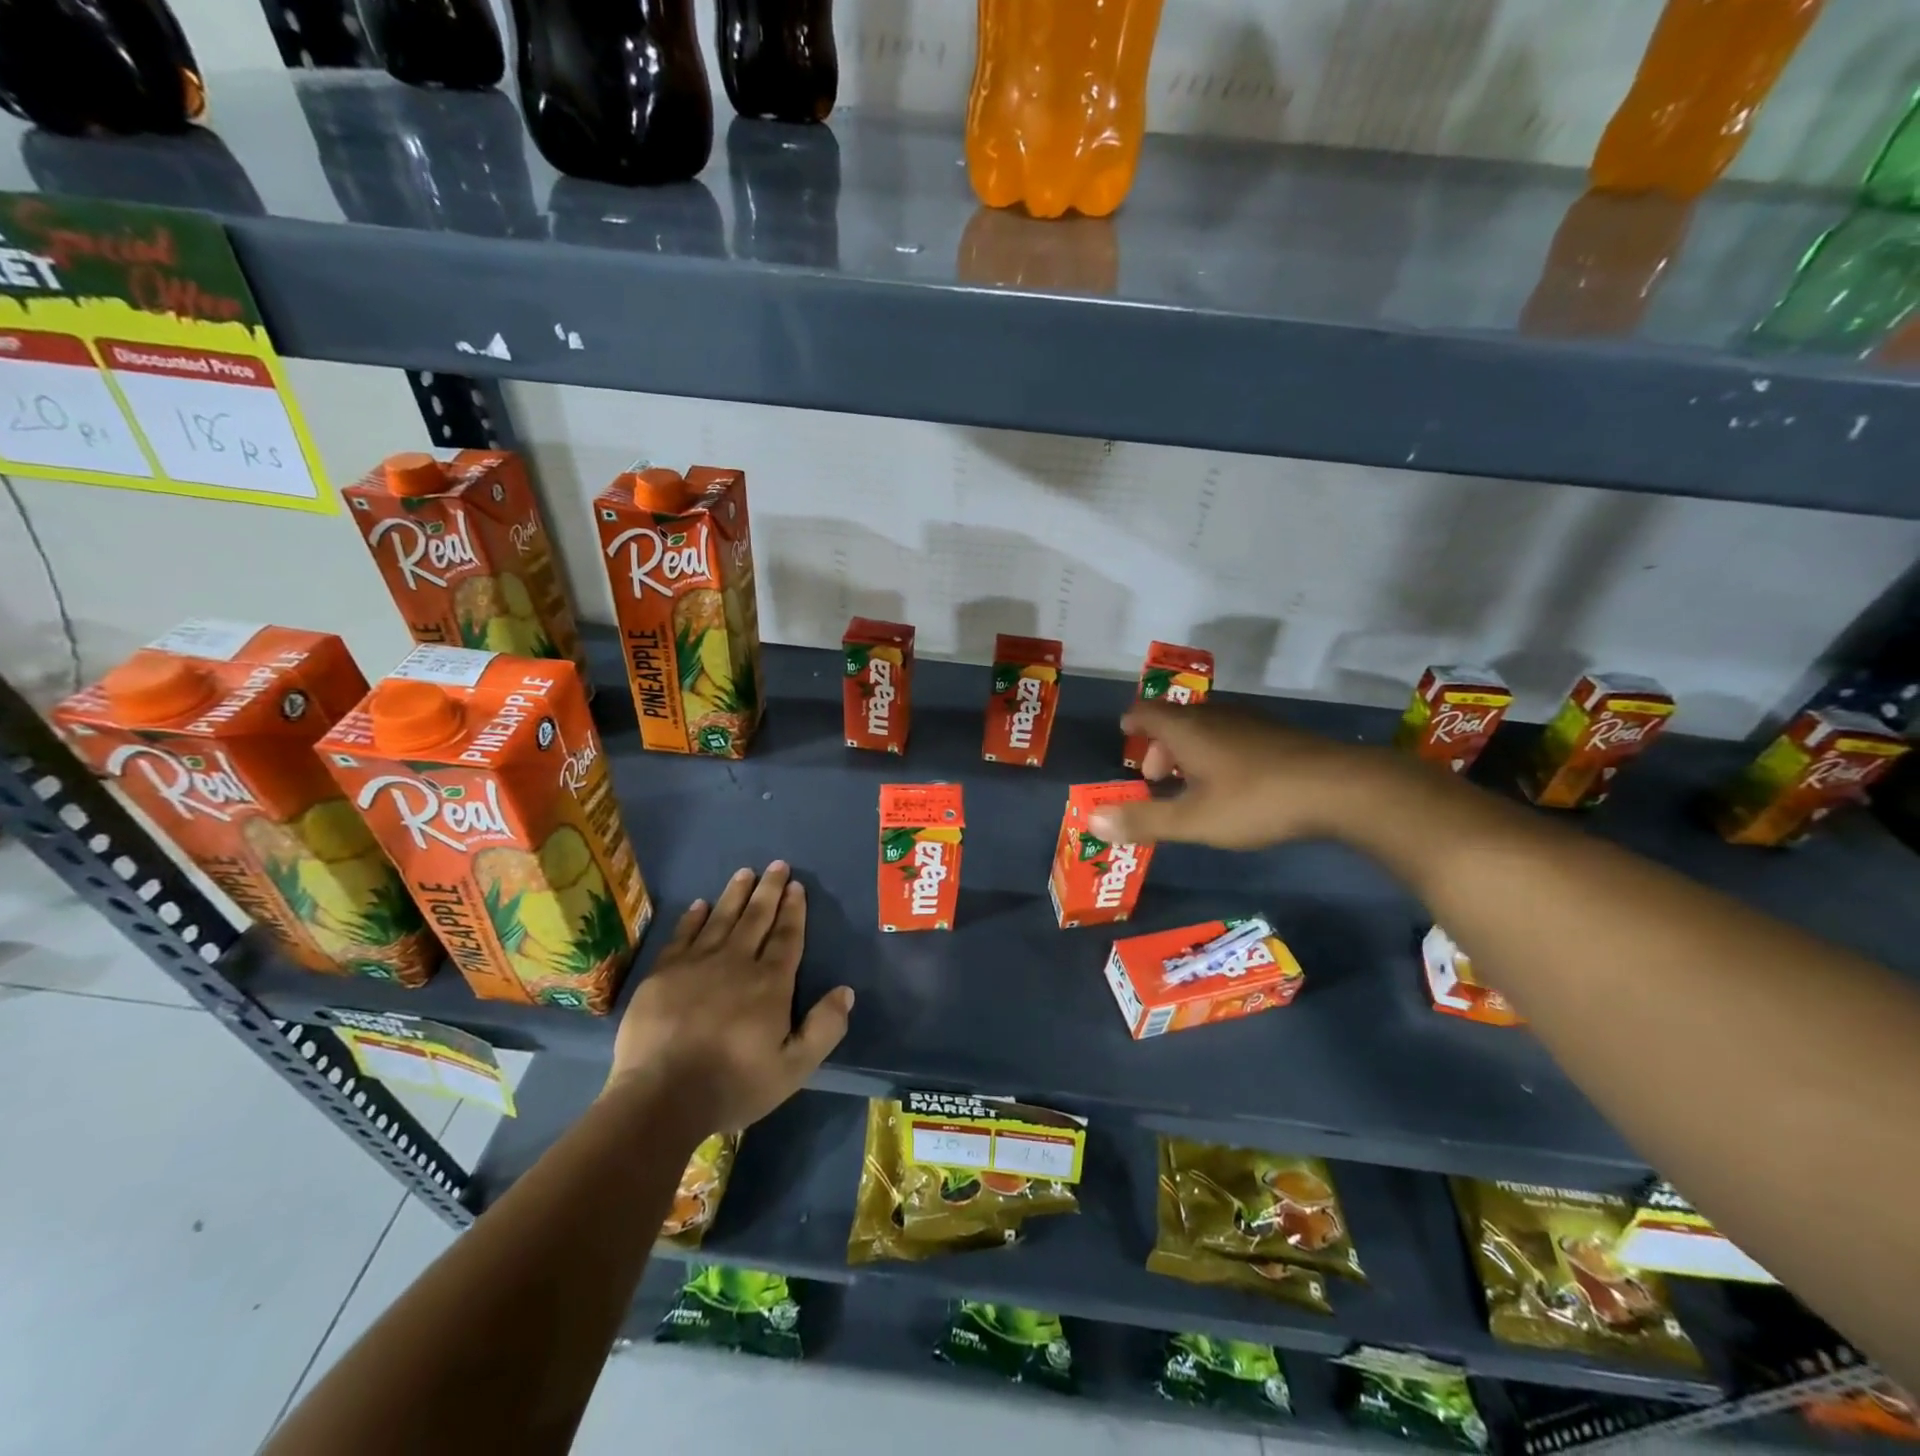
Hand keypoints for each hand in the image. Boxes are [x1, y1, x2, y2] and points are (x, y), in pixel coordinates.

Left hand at [607, 861, 853, 1135]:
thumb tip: (846, 991)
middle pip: (757, 918)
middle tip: (777, 865)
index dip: (794, 910)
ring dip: (735, 894)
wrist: (661, 1097)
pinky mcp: (663, 974)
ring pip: (721, 919)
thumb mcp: (794, 1068)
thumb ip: (824, 1028)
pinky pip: (682, 935)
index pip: (787, 937)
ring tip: (745, 872)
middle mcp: (736, 963)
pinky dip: (693, 917)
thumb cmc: (733, 1084)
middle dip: (769, 890)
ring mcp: (696, 965)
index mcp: (770, 983)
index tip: (797, 886)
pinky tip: (700, 904)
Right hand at [1090, 699, 1387, 848]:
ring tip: (1190, 783)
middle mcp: (1215, 715)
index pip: (1146, 712)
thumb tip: (1092, 820)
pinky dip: (1217, 751)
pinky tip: (1233, 781)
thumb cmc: (1255, 801)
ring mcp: (1250, 721)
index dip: (1132, 722)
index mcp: (1187, 729)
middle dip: (1159, 745)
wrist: (1339, 788)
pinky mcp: (1277, 733)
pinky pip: (1232, 734)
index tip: (1125, 733)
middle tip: (1156, 777)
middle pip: (1175, 719)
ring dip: (1189, 750)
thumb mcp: (1193, 821)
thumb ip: (1142, 821)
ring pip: (1206, 726)